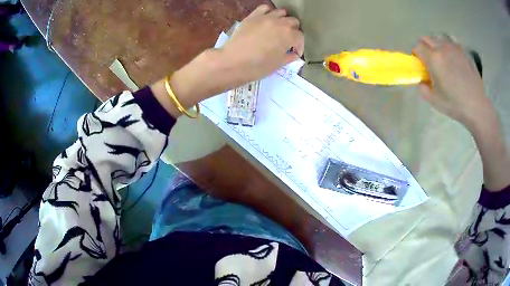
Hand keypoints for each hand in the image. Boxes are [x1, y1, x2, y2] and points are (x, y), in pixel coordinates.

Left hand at [219, 4, 304, 83]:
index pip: (300, 37)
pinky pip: (265, 8)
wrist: (232, 62)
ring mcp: (266, 17)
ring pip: (282, 12)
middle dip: (293, 31)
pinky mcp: (253, 16)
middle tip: (287, 41)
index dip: (299, 46)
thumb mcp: (278, 65)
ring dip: (283, 20)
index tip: (295, 53)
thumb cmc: (257, 67)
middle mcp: (280, 23)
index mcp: (289, 36)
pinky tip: (267, 20)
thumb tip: (294, 54)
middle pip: (293, 22)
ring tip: (278, 29)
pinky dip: (269, 12)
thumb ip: (289, 57)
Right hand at [412, 35, 488, 125]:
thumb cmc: (455, 104)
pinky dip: (447, 45)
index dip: (416, 55)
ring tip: (440, 57)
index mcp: (433, 59)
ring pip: (438, 38)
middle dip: (424, 47)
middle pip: (427, 39)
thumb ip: (422, 88)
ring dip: (435, 44)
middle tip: (428, 60)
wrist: (476, 105)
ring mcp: (453, 48)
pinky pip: (450, 41)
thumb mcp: (434, 101)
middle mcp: (442, 48)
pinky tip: (451, 55)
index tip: (420, 64)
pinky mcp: (462, 51)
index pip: (417, 47)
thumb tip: (421, 81)